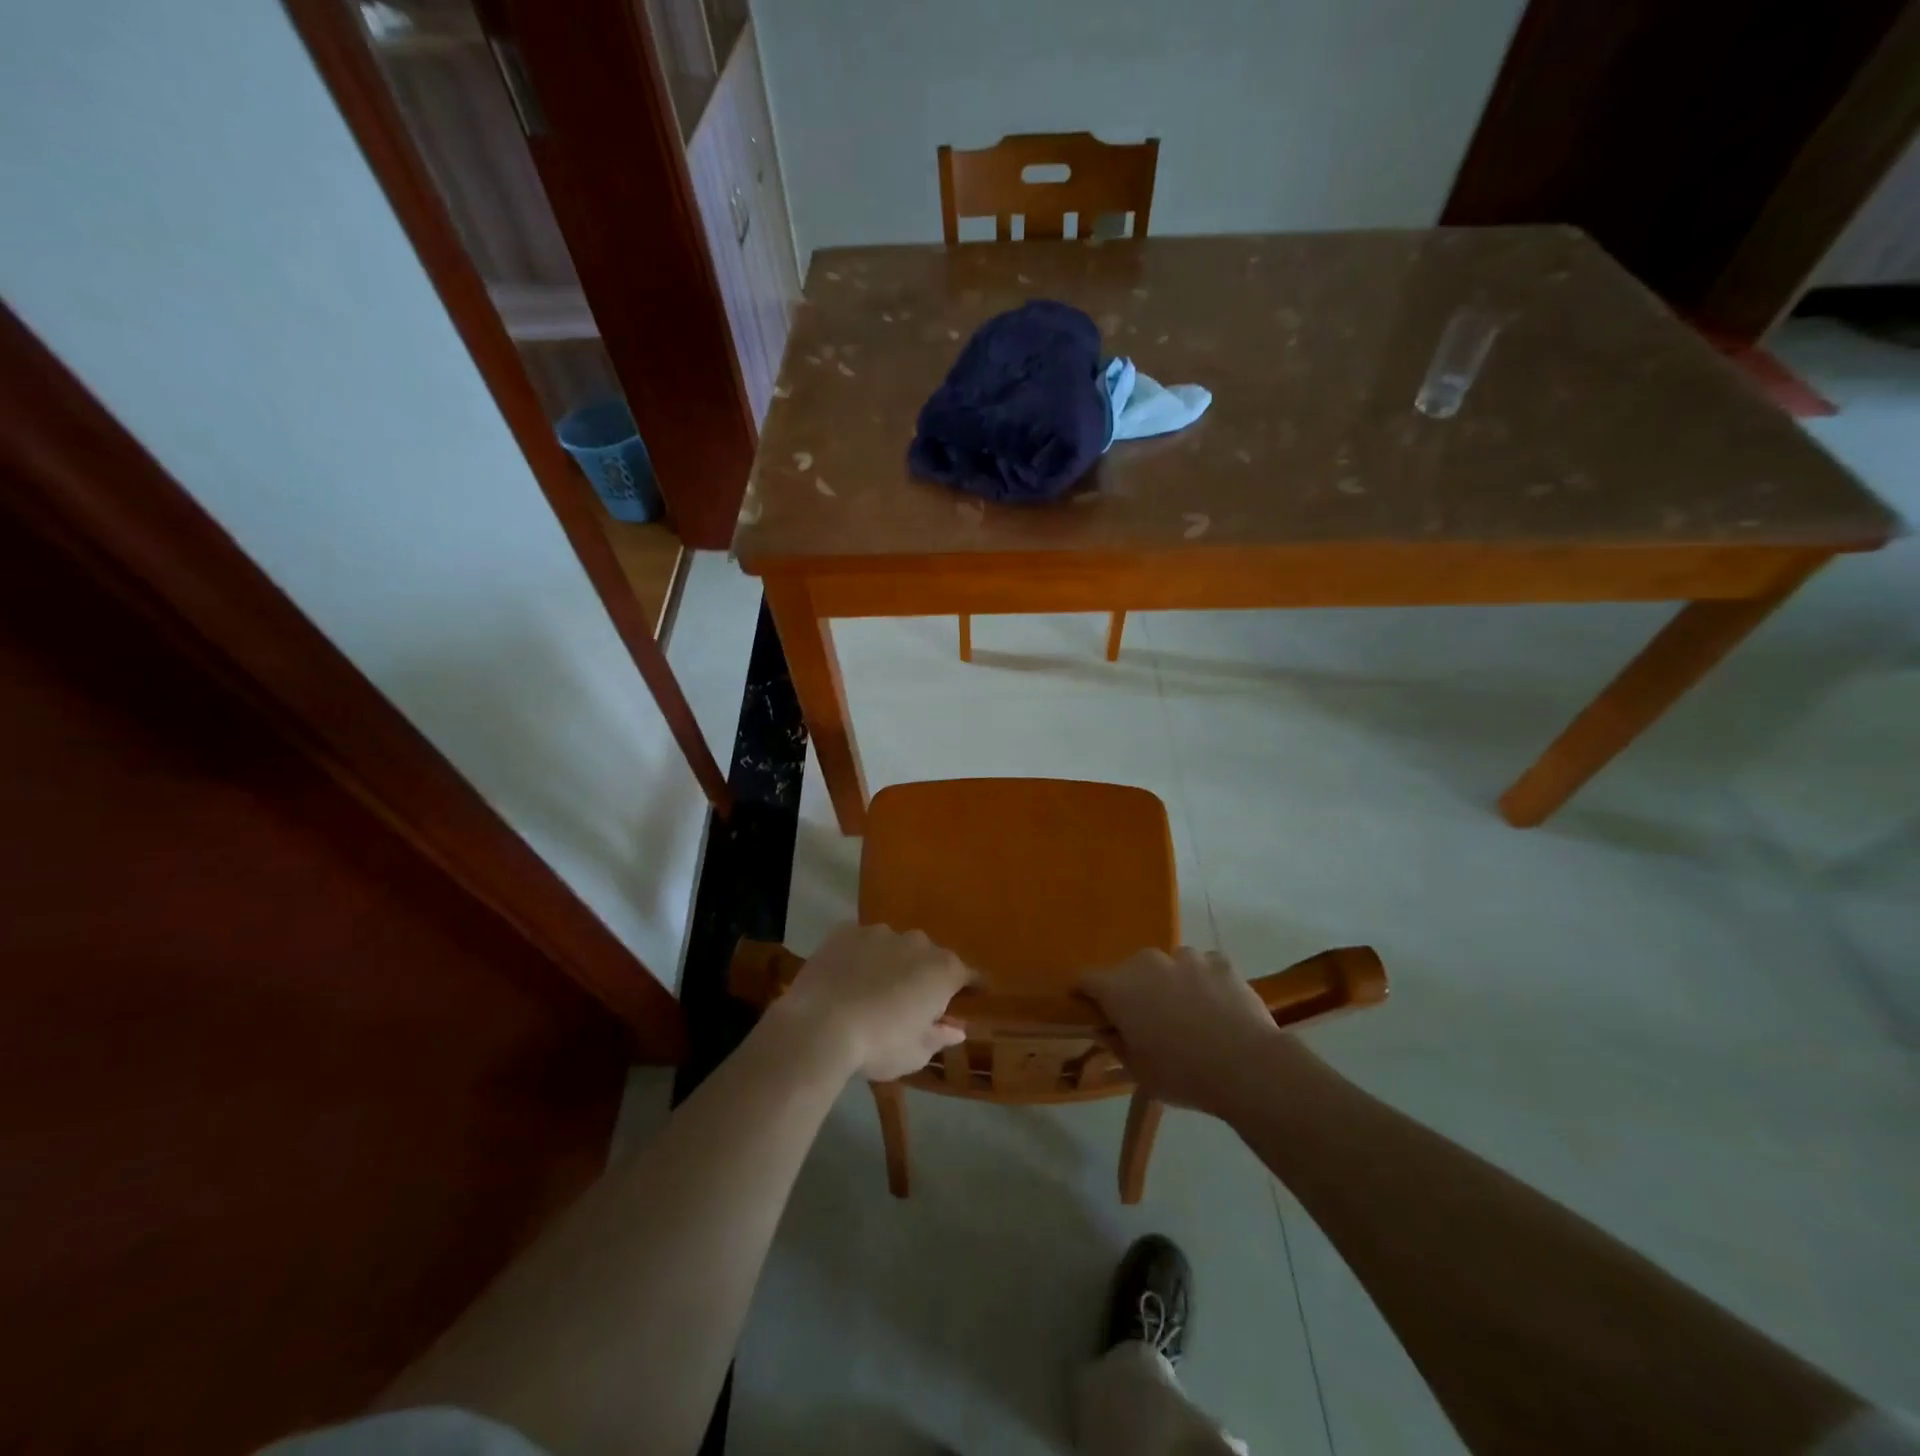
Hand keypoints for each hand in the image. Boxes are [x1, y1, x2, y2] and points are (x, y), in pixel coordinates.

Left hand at [771, 923, 973, 1081]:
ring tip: (872, 991)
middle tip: (910, 1003)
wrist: (820, 1025)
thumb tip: (956, 1029)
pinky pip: (860, 942)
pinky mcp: (845, 931)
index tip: (972, 997)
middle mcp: (916, 943)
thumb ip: (939, 1037)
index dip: (971, 988)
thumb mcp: (916, 1053)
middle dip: (924, 976)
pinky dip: (858, 956)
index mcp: (942, 970)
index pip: (968, 975)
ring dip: (890, 963)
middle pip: (928, 957)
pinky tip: (845, 978)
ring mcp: (879, 932)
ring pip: (893, 946)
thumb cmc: (879, 1044)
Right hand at [1080, 947, 1286, 1111]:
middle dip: (1134, 991)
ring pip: (1169, 966)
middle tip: (1148, 1022)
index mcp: (1119, 987)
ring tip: (1189, 1016)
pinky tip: (1218, 1009)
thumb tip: (1107, 1029)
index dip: (1085, 995)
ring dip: (1170, 984)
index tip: (1094, 1012)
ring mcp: (1186, 957)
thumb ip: (1116, 1044)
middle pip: (1129, 971)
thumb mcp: (1138, 1071)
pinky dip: (1204, 983)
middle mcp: (1147, 962)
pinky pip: (1203, 968)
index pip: (1085, 979)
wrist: (1247, 1066)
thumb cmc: (1182, 1073)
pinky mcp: (1220, 961)